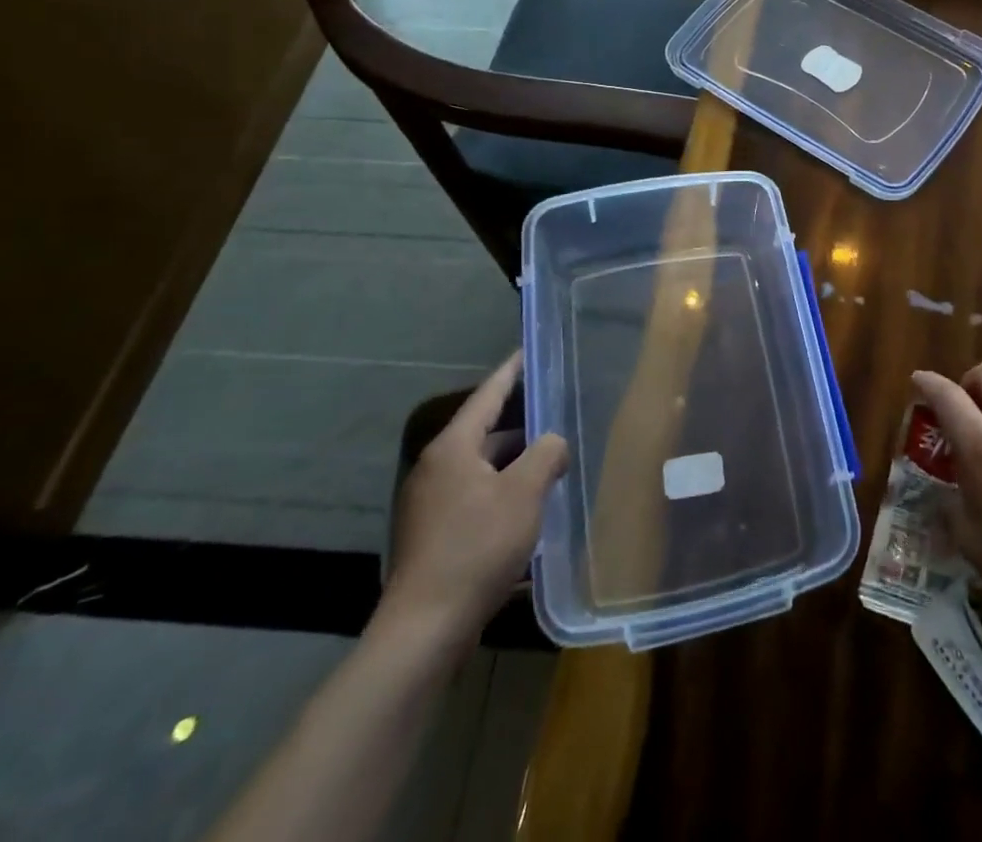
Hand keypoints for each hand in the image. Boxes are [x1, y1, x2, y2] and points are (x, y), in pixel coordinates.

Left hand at [379, 353, 567, 653]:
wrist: (424, 630)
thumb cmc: (477, 547)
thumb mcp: (524, 493)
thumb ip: (546, 454)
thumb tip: (553, 441)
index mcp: (452, 448)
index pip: (487, 395)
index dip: (511, 372)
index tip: (529, 351)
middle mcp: (435, 468)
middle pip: (484, 431)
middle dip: (521, 423)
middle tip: (557, 410)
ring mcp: (429, 503)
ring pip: (480, 466)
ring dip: (514, 461)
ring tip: (551, 459)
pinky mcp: (432, 534)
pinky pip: (474, 495)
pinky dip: (501, 489)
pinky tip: (527, 505)